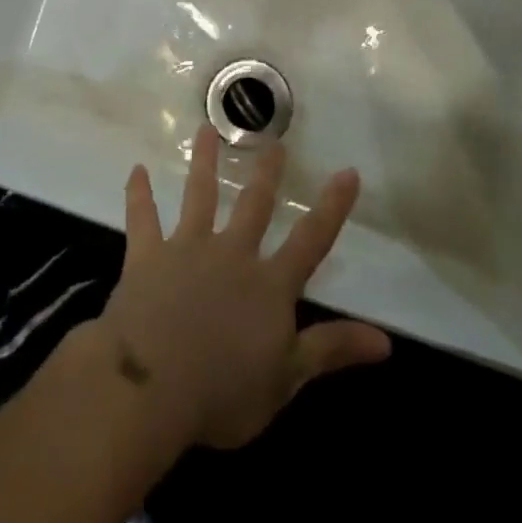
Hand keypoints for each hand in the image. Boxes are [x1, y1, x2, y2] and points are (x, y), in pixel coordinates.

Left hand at [100, 126, 390, 450]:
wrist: (151, 385)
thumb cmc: (223, 392)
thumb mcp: (287, 379)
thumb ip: (331, 350)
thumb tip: (385, 339)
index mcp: (268, 285)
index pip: (311, 240)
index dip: (332, 207)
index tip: (347, 171)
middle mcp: (231, 254)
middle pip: (253, 205)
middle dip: (266, 173)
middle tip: (273, 141)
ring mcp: (186, 249)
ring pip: (198, 196)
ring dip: (203, 162)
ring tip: (205, 130)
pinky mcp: (147, 255)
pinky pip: (143, 218)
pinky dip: (138, 195)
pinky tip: (136, 171)